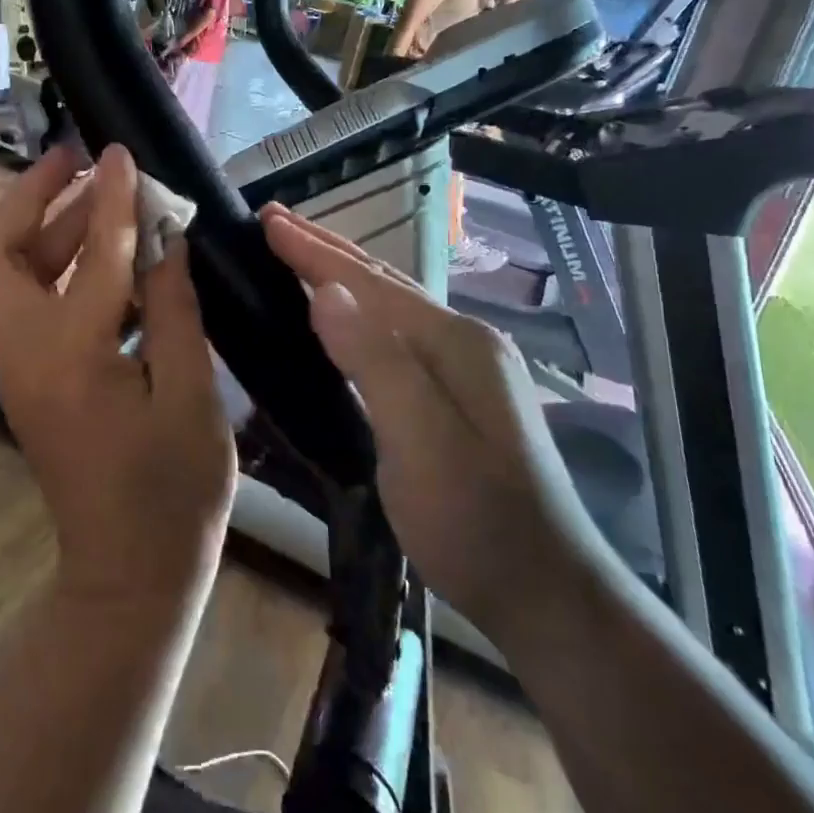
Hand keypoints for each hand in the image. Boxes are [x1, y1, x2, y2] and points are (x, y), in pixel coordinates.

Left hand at [0, 144, 235, 601]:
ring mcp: (21, 369)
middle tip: (76, 160)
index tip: (122, 152)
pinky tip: (105, 255)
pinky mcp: (33, 381)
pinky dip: (57, 266)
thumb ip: (174, 308)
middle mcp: (27, 354)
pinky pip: (30, 303)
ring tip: (100, 197)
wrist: (130, 574)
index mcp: (71, 356)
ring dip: (47, 230)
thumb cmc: (173, 493)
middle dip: (32, 199)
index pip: (93, 254)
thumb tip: (166, 240)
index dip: (113, 199)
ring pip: (10, 276)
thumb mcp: (191, 394)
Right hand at [260, 205, 600, 626]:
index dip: (313, 250)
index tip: (266, 220)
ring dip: (342, 273)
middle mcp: (463, 339)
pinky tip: (346, 315)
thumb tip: (328, 293)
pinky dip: (360, 309)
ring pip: (391, 303)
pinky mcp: (461, 391)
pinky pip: (397, 331)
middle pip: (382, 281)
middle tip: (274, 220)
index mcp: (453, 342)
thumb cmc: (475, 522)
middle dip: (325, 248)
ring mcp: (467, 364)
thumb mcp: (420, 444)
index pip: (368, 282)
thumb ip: (377, 363)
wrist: (548, 591)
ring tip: (301, 252)